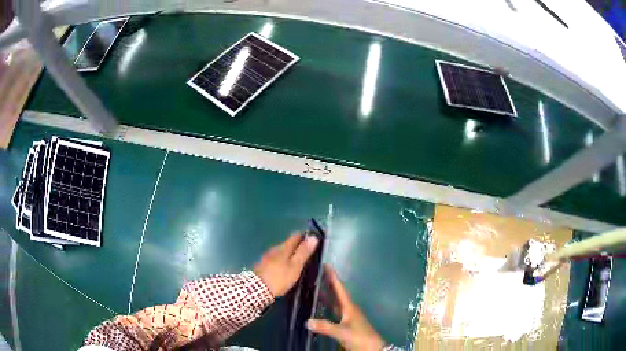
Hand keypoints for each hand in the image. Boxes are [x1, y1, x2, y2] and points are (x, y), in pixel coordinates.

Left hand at [253, 233, 318, 296]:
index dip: (305, 236)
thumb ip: (303, 252)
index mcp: (284, 247)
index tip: (313, 240)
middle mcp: (274, 249)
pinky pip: (275, 259)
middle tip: (307, 252)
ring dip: (289, 254)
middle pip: (288, 243)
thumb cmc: (279, 278)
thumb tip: (313, 237)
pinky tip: (284, 267)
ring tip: (297, 261)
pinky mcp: (262, 265)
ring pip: (281, 251)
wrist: (256, 288)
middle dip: (297, 246)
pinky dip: (282, 261)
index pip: (295, 236)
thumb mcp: (295, 266)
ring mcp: (267, 256)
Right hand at [306, 266, 385, 350]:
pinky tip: (321, 308)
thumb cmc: (360, 337)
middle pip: (337, 293)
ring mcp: (348, 317)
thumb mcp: (342, 332)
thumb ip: (325, 326)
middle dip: (328, 283)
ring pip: (336, 302)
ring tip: (316, 287)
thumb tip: (306, 321)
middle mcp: (349, 309)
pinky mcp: (347, 324)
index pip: (340, 288)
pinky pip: (335, 312)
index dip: (333, 277)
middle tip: (317, 273)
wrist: (372, 348)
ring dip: (328, 295)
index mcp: (349, 307)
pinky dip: (328, 307)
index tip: (326, 265)